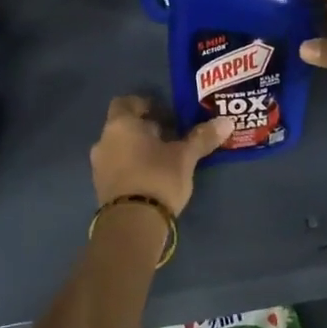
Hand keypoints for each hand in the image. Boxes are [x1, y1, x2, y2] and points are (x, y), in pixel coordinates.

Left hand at [89, 96, 232, 213]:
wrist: (132, 225)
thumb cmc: (157, 178)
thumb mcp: (184, 157)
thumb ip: (202, 138)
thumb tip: (227, 122)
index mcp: (121, 125)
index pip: (126, 102)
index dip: (146, 105)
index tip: (167, 114)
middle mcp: (104, 141)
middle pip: (125, 126)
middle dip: (147, 130)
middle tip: (172, 137)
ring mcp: (99, 166)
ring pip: (120, 148)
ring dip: (139, 150)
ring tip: (165, 160)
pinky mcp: (101, 188)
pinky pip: (117, 168)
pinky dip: (132, 167)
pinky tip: (152, 178)